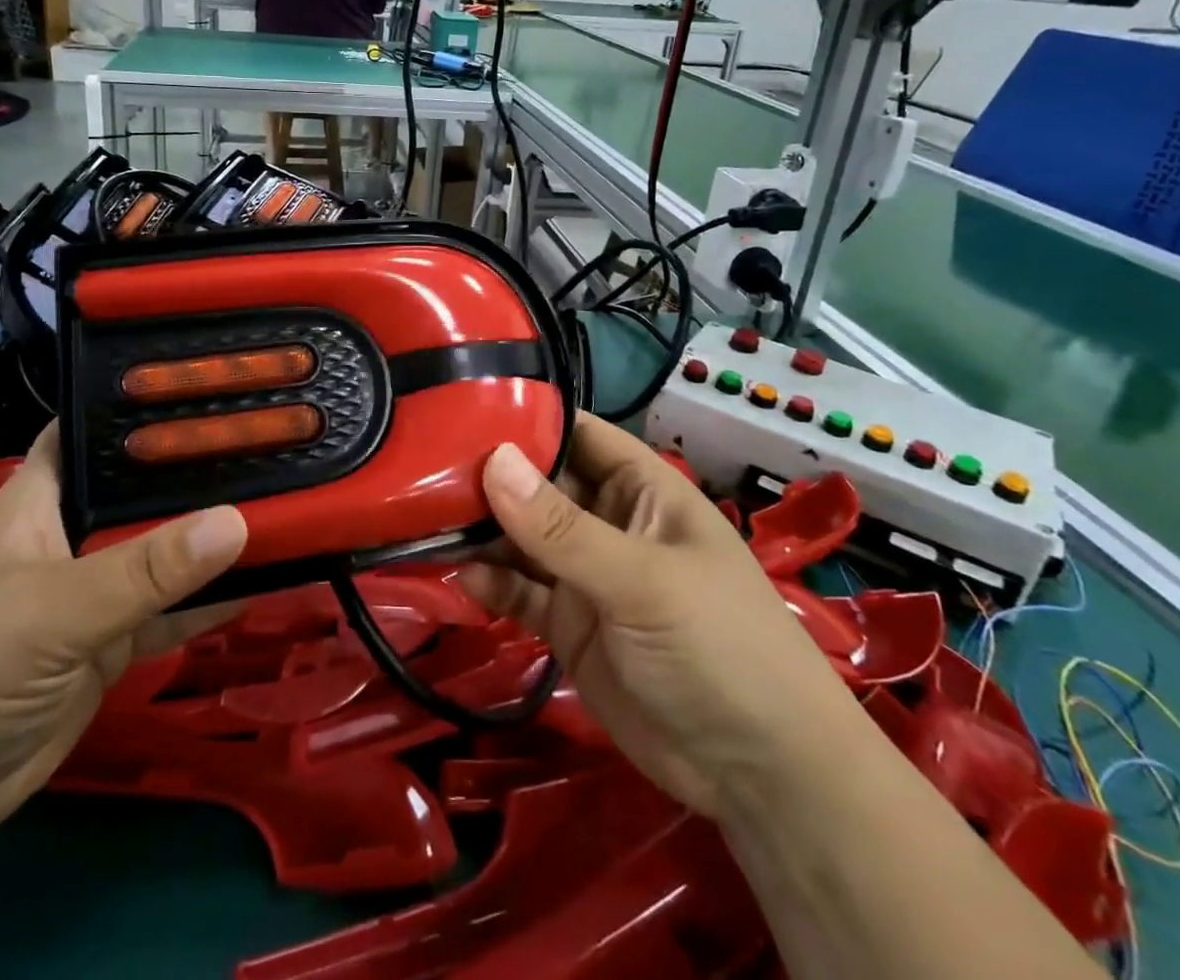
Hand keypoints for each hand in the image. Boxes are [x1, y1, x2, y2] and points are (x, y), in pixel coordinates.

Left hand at [0, 424, 247, 858]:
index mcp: (41, 497)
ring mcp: (92, 590)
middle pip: (144, 490)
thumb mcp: (50, 611)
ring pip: (164, 551)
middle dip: (201, 471)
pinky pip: (171, 611)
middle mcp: (71, 532)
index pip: (96, 428)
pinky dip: (210, 600)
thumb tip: (236, 520)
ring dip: (213, 538)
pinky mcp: (109, 643)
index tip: (216, 386)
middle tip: (280, 443)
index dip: (147, 405)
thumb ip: (143, 570)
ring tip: (290, 501)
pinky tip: (267, 579)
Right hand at [461, 415, 860, 816]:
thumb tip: (491, 460)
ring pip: (521, 537)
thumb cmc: (719, 646)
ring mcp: (585, 573)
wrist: (760, 775)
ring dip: (480, 530)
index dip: (525, 417)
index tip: (458, 405)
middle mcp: (608, 521)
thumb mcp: (641, 580)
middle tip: (419, 465)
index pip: (576, 433)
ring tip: (423, 517)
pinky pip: (519, 591)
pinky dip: (490, 582)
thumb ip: (562, 527)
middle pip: (538, 483)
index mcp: (640, 488)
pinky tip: (460, 577)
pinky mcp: (567, 624)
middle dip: (487, 475)